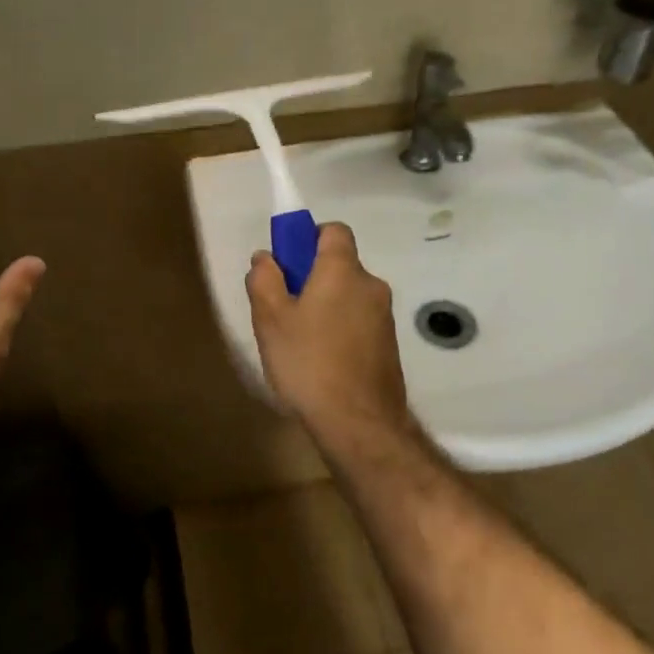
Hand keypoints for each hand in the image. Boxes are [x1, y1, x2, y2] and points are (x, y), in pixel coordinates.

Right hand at [245, 222, 413, 447]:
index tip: (287, 264)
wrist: (360, 423)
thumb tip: (266, 257)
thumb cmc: (309, 363)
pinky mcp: (389, 346)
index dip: (308, 238)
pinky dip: (340, 330)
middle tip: (283, 309)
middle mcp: (371, 285)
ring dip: (325, 306)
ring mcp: (384, 316)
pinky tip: (321, 362)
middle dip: (311, 278)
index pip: (333, 230)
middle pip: (339, 265)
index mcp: (343, 270)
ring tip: (299, 343)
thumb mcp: (270, 320)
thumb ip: (264, 280)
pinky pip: (358, 322)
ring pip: (348, 296)